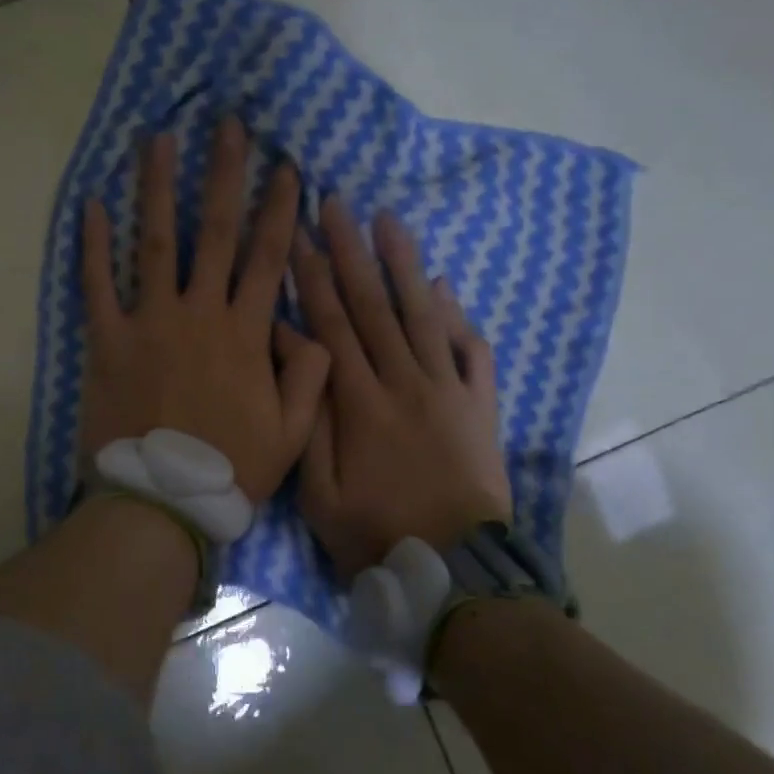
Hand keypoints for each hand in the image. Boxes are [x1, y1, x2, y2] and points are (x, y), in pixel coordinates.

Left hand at [80, 121, 330, 502]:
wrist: (160, 502)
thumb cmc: (229, 470)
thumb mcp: (293, 432)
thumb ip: (309, 376)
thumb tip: (315, 329)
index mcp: (246, 333)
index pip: (268, 258)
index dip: (280, 210)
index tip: (287, 168)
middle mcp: (200, 313)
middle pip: (215, 231)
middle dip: (224, 174)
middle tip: (228, 126)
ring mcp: (149, 322)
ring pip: (155, 241)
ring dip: (157, 186)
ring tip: (158, 139)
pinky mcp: (106, 339)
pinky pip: (97, 283)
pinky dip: (93, 244)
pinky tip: (92, 203)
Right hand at [293, 198, 511, 578]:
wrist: (455, 570)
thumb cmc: (375, 532)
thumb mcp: (318, 491)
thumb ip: (308, 417)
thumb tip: (293, 354)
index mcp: (359, 401)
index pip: (330, 323)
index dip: (311, 276)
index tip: (296, 234)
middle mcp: (404, 382)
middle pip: (373, 305)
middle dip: (351, 251)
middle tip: (335, 203)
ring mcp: (448, 390)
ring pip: (422, 314)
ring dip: (403, 264)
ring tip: (388, 219)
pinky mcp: (480, 406)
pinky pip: (470, 350)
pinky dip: (457, 315)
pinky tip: (443, 285)